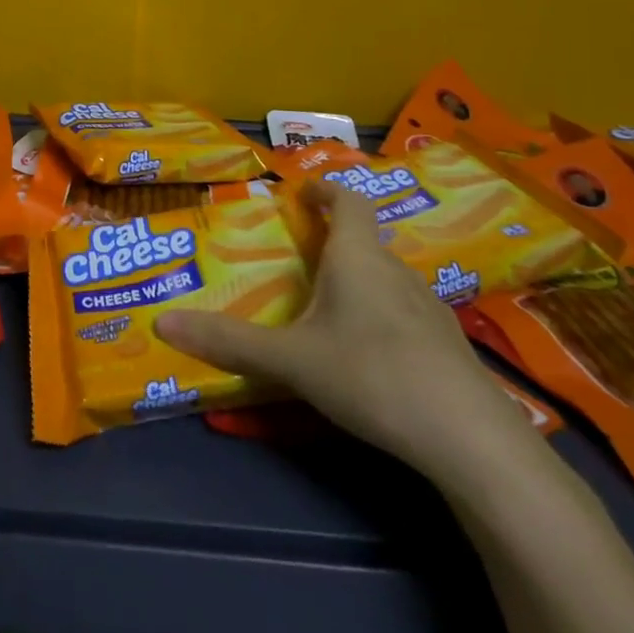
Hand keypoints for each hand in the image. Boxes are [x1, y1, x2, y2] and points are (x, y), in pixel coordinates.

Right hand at [155, 178, 543, 487]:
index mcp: (358, 258)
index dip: (324, 191)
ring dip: (357, 280)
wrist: (473, 442)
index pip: (347, 201)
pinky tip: (366, 353)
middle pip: (364, 241)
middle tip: (297, 259)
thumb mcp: (291, 360)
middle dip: (331, 242)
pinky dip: (379, 315)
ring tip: (325, 306)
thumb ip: (228, 341)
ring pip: (385, 279)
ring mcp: (429, 310)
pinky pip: (404, 312)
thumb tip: (161, 323)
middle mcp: (396, 272)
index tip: (301, 193)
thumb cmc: (372, 375)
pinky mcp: (447, 347)